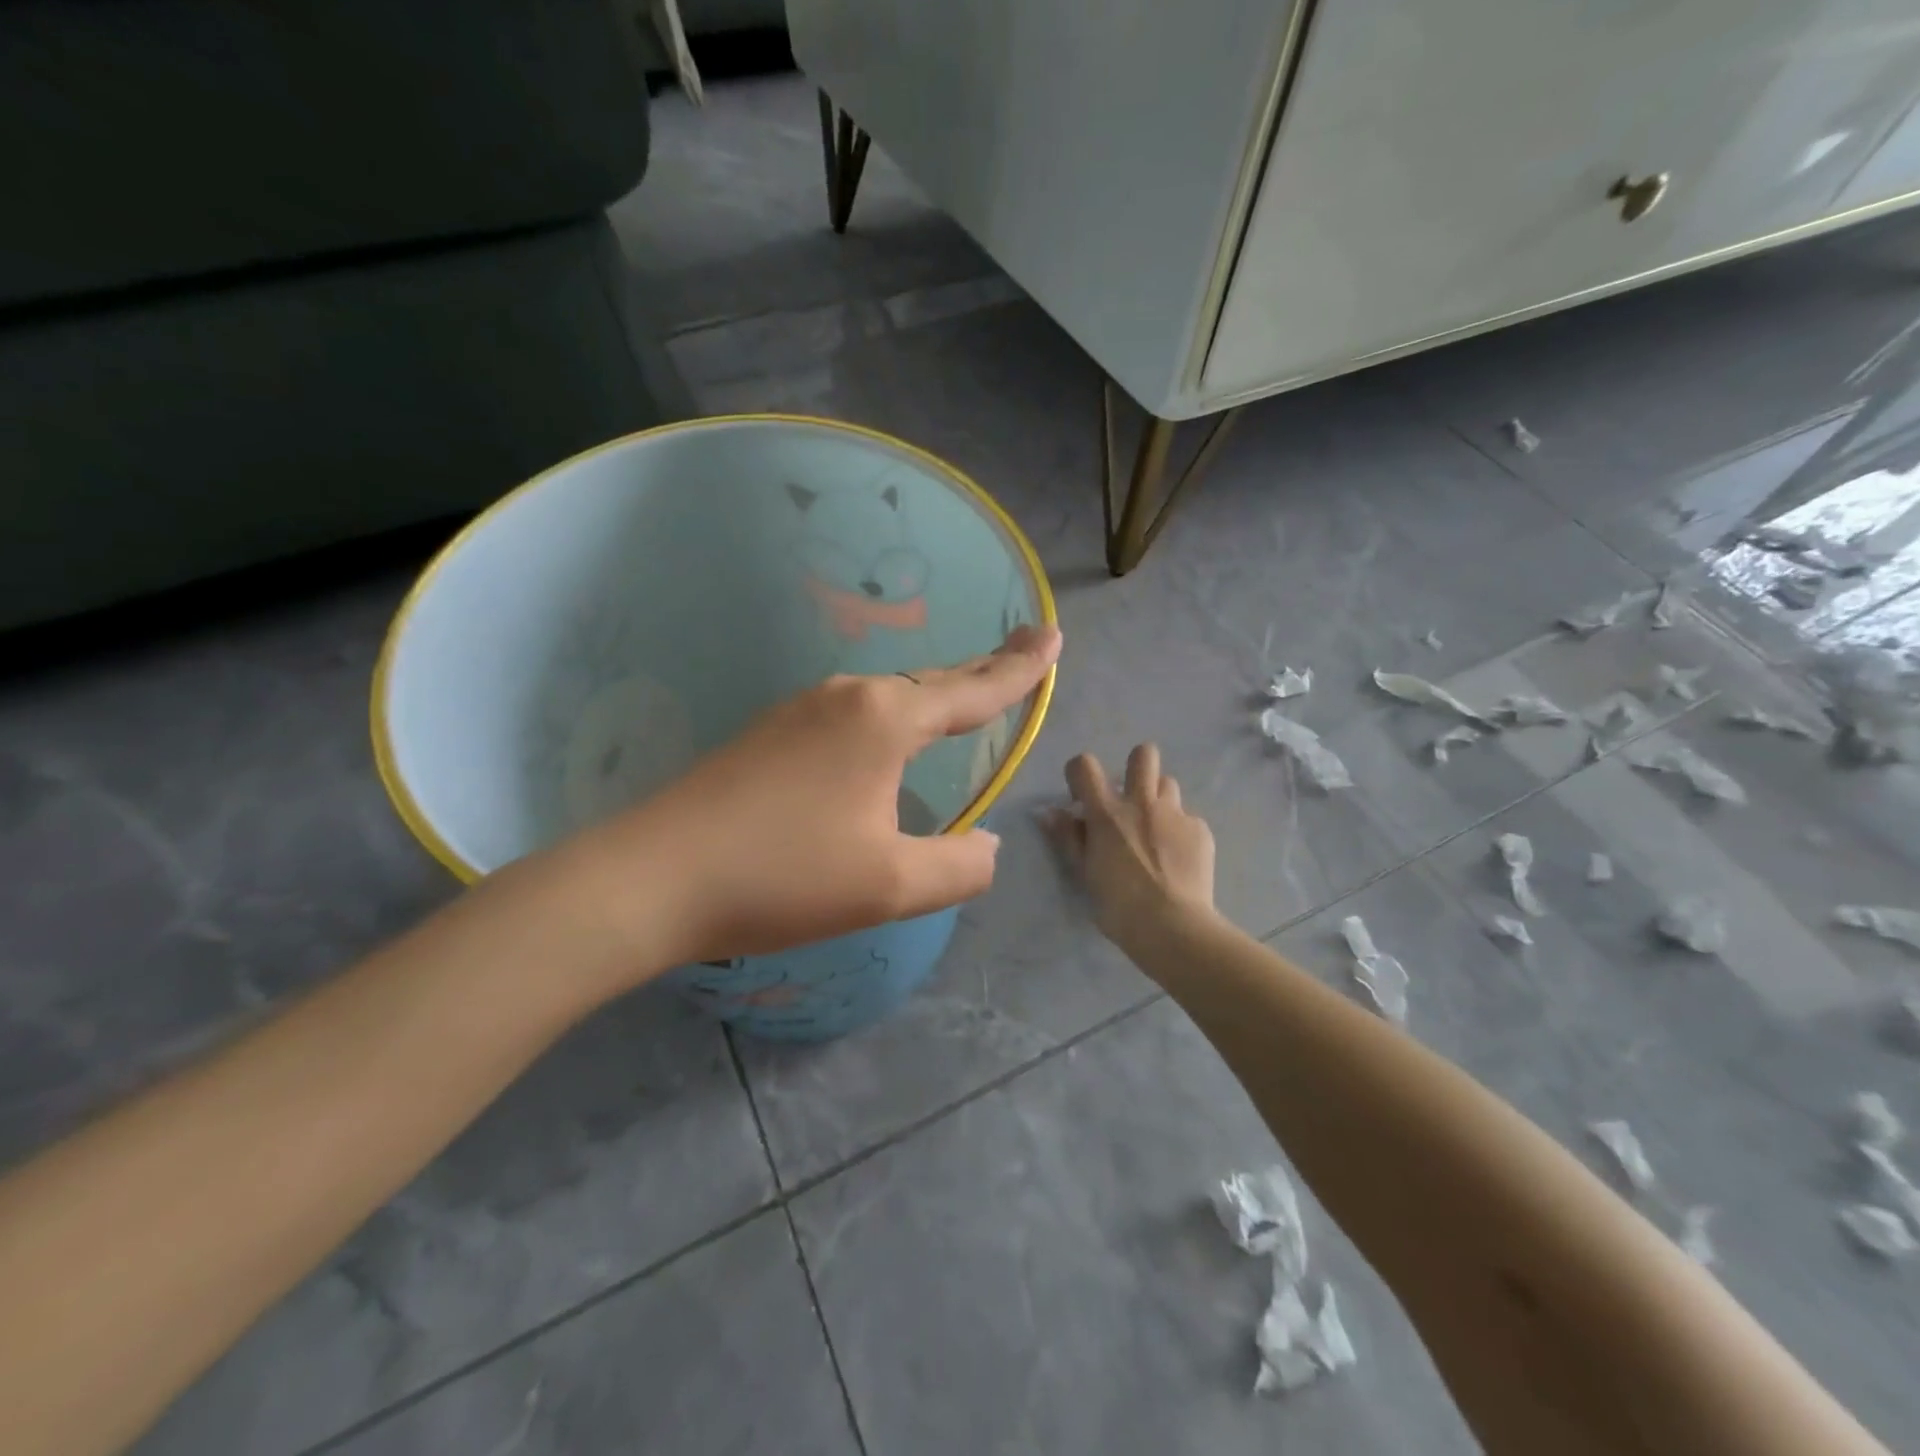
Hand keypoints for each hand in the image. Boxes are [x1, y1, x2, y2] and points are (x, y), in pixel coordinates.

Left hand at [599, 624, 1060, 971]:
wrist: (652, 878)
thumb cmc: (782, 878)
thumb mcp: (889, 885)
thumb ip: (958, 866)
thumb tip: (987, 846)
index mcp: (884, 720)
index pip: (973, 691)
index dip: (1019, 670)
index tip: (1053, 637)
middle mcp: (846, 698)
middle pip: (933, 681)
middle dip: (984, 668)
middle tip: (1025, 645)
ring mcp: (801, 710)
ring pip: (890, 697)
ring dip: (935, 695)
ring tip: (967, 692)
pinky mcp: (771, 734)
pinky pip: (854, 715)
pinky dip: (893, 718)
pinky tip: (887, 739)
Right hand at [1044, 744, 1216, 947]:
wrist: (1172, 927)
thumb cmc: (1118, 905)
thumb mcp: (1083, 872)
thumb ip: (1067, 837)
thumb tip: (1048, 812)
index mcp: (1107, 812)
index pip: (1085, 765)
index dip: (1080, 773)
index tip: (1082, 796)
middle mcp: (1142, 803)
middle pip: (1144, 755)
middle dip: (1135, 767)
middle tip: (1131, 798)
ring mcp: (1175, 814)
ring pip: (1169, 784)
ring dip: (1159, 800)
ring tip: (1156, 829)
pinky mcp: (1200, 831)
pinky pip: (1188, 819)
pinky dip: (1180, 832)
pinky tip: (1178, 858)